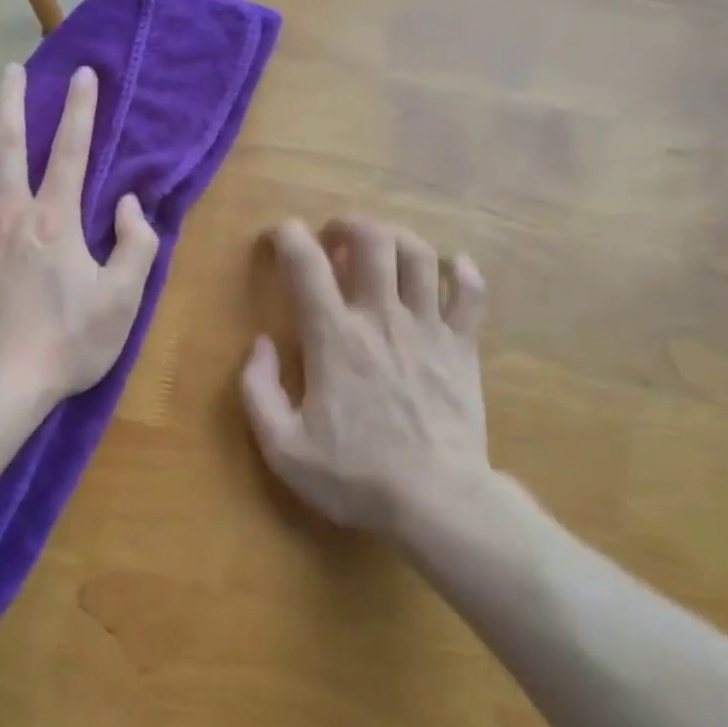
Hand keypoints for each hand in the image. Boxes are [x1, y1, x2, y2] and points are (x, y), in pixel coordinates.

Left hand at [0, 62, 159, 407]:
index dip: (82, 109)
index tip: (84, 74)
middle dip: (11, 101)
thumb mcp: (123, 300)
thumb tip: (130, 203)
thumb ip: (136, 246)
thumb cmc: (67, 345)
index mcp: (54, 220)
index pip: (72, 151)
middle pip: (6, 143)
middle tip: (10, 72)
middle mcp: (6, 214)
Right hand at [240, 216, 501, 534]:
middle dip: (348, 225)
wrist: (437, 501)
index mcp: (333, 337)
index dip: (287, 236)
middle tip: (334, 239)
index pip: (305, 263)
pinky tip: (452, 268)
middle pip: (372, 240)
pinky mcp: (462, 348)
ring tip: (382, 248)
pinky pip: (470, 294)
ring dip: (397, 238)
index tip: (279, 238)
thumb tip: (260, 345)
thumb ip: (258, 390)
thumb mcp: (282, 446)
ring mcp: (428, 329)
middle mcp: (381, 318)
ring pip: (419, 255)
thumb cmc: (355, 475)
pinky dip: (462, 272)